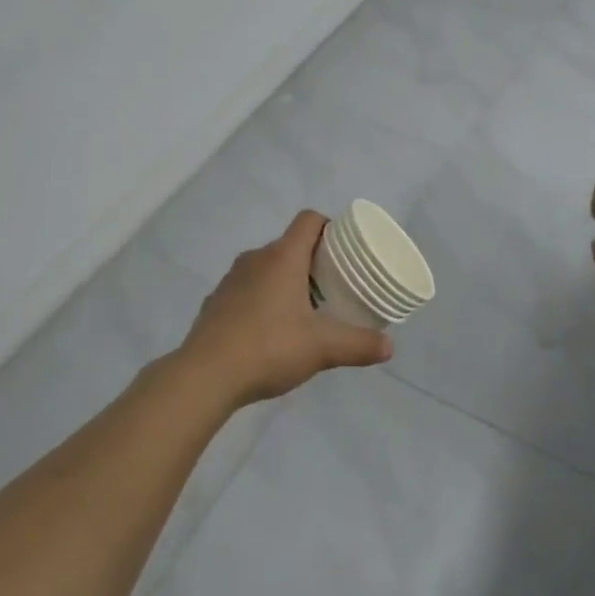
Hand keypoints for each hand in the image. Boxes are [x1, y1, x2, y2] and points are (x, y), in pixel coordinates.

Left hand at [176, 211, 393, 407]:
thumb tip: (389, 347)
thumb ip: (358, 344)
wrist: (205, 375)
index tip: (345, 250)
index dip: (330, 227)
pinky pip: (247, 290)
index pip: (309, 220)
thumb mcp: (322, 349)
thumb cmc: (268, 348)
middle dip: (313, 260)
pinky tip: (271, 331)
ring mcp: (231, 280)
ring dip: (287, 280)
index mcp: (283, 257)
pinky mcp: (216, 302)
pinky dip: (263, 300)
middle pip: (290, 245)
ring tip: (305, 310)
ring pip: (267, 268)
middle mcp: (255, 259)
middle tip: (334, 286)